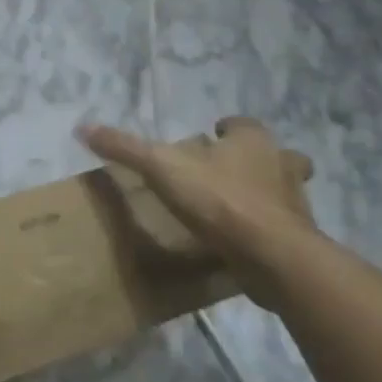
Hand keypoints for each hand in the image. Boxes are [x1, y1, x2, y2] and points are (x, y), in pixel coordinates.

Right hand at [77, 116, 316, 305]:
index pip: (244, 124)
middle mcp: (281, 166)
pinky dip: (266, 228)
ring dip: (266, 194)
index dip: (228, 128)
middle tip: (229, 170)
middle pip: (277, 155)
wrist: (273, 257)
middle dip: (258, 160)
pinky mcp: (299, 239)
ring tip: (235, 205)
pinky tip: (242, 238)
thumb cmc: (219, 200)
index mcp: (253, 142)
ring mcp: (296, 204)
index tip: (211, 136)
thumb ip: (125, 148)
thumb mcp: (161, 168)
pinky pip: (283, 226)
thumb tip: (83, 128)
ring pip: (285, 191)